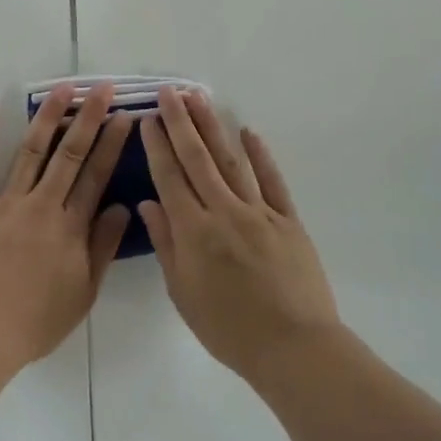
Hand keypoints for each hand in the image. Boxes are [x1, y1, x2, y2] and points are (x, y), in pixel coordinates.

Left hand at [0, 83, 134, 373]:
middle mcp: (41, 206)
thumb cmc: (33, 322)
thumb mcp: (82, 294)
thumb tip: (123, 209)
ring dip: (47, 118)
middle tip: (101, 88)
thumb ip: (102, 248)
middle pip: (69, 155)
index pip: (97, 177)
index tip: (124, 116)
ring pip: (31, 152)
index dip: (112, 144)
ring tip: (62, 88)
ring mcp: (5, 204)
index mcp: (70, 228)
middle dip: (88, 118)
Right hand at [139, 86, 340, 385]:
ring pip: (231, 160)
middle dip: (180, 122)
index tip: (147, 119)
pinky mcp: (288, 219)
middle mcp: (223, 211)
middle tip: (169, 92)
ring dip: (213, 127)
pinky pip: (272, 180)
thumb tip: (149, 204)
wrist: (293, 347)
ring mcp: (259, 212)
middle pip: (197, 159)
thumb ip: (166, 245)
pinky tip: (248, 131)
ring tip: (198, 98)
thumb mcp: (184, 293)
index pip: (169, 177)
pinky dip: (260, 155)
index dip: (157, 146)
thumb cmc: (229, 329)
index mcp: (194, 231)